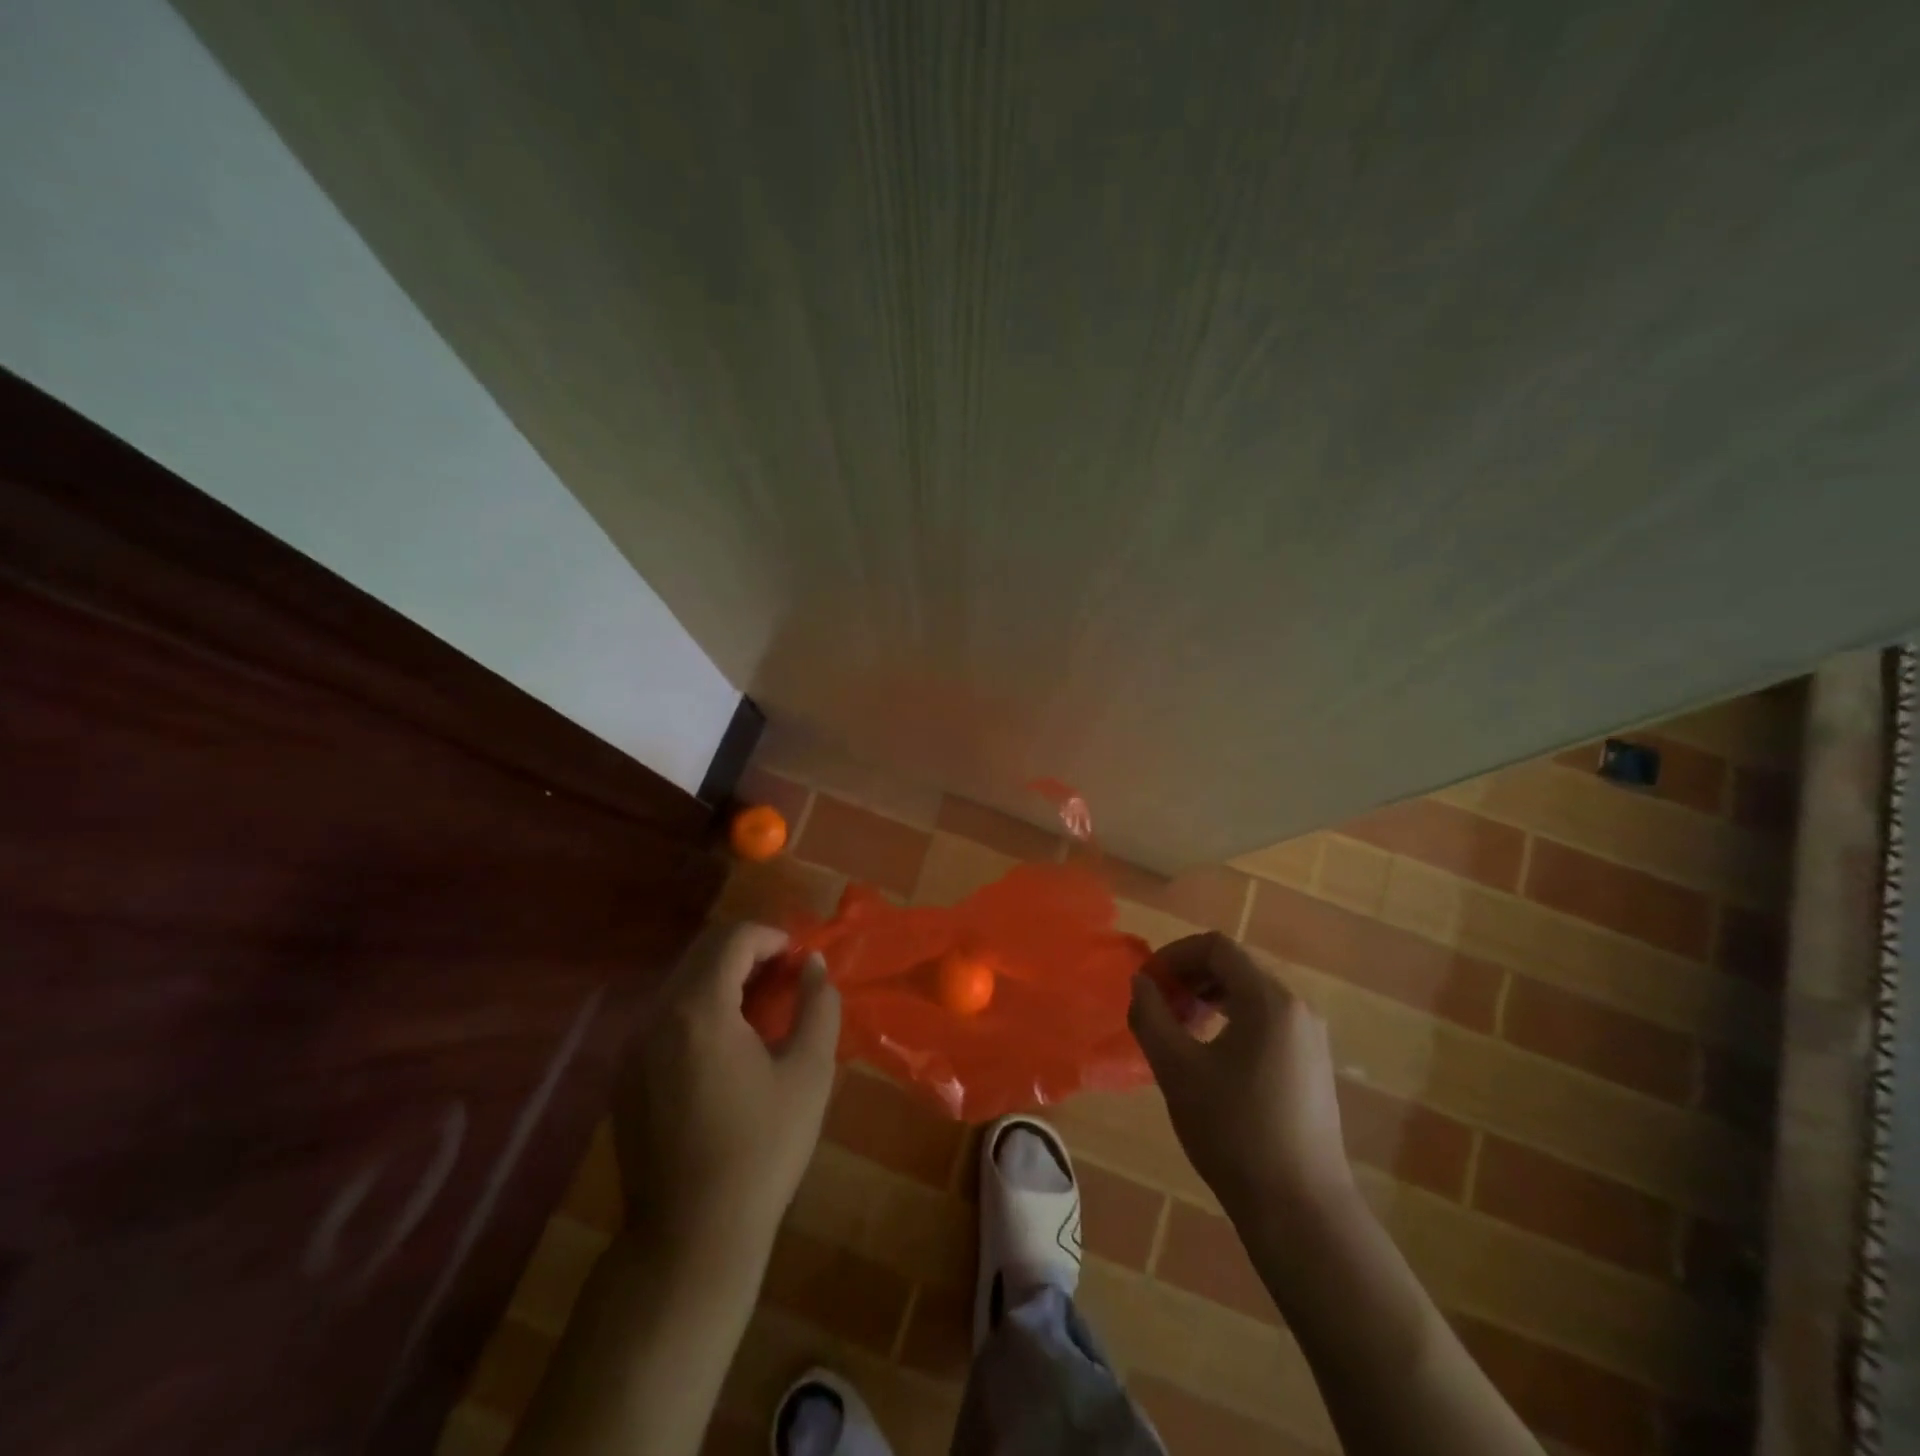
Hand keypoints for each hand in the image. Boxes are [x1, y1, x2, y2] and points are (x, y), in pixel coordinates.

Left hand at [612, 922, 840, 1259]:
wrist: (691, 1238)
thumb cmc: (762, 1150)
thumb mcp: (809, 1073)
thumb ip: (818, 1005)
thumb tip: (813, 965)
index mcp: (698, 1010)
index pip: (733, 939)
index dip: (772, 937)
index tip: (800, 960)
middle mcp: (655, 1017)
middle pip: (702, 953)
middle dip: (749, 952)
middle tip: (787, 978)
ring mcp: (632, 1047)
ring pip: (681, 982)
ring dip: (723, 978)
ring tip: (762, 1008)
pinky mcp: (624, 1075)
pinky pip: (665, 1015)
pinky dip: (699, 1007)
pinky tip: (727, 1043)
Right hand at [1128, 932, 1353, 1224]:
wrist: (1301, 1211)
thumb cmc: (1233, 1132)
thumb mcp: (1177, 1070)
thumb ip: (1150, 1015)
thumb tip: (1141, 983)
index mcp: (1269, 999)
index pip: (1216, 947)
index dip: (1174, 955)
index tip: (1147, 983)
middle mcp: (1296, 1007)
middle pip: (1235, 966)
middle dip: (1189, 977)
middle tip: (1158, 1007)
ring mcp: (1310, 1036)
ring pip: (1250, 993)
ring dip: (1209, 998)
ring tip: (1179, 1029)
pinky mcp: (1312, 1063)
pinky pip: (1266, 1019)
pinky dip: (1232, 1019)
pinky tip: (1210, 1054)